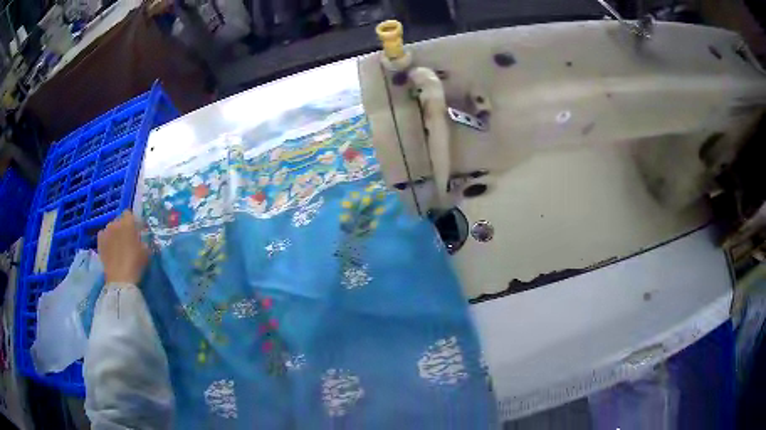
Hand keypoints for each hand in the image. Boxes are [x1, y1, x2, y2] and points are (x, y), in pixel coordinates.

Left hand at [98, 210, 149, 284]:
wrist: (120, 278)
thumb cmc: (135, 263)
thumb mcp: (146, 251)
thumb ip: (144, 240)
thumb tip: (141, 238)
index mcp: (128, 222)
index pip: (129, 213)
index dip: (132, 221)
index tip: (136, 231)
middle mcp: (115, 223)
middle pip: (119, 220)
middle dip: (123, 227)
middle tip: (127, 239)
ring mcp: (105, 231)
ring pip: (111, 227)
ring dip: (114, 233)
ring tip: (117, 245)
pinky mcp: (99, 241)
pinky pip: (103, 235)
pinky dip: (106, 239)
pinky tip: (109, 248)